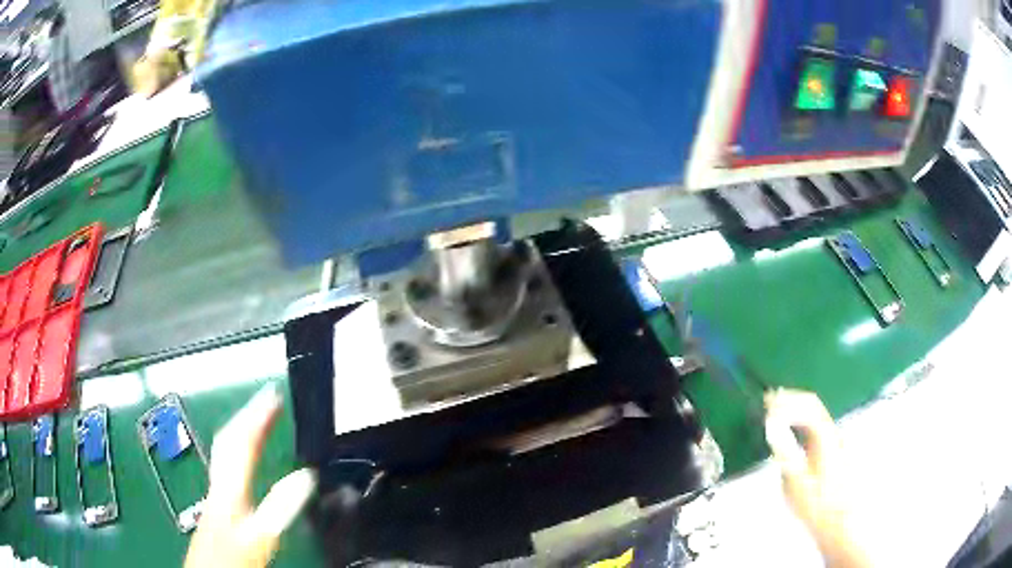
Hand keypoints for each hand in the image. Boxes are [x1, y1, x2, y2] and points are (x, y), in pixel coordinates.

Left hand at [185, 384, 316, 567]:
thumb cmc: (232, 556)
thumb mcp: (260, 536)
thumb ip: (280, 508)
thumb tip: (306, 476)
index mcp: (229, 487)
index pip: (242, 442)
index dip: (257, 416)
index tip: (275, 395)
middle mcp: (219, 483)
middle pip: (229, 440)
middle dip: (248, 414)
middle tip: (269, 398)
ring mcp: (215, 492)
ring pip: (225, 450)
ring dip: (241, 427)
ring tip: (259, 416)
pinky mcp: (217, 504)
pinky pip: (226, 463)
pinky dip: (237, 448)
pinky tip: (244, 456)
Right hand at [764, 389, 868, 567]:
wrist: (838, 521)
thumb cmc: (816, 504)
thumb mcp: (796, 481)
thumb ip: (784, 450)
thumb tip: (772, 425)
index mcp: (826, 437)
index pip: (807, 406)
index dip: (786, 401)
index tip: (766, 406)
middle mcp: (833, 433)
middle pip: (813, 405)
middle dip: (790, 400)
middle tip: (768, 403)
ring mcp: (835, 441)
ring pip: (815, 415)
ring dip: (795, 409)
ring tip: (775, 411)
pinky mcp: (832, 451)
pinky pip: (815, 426)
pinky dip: (800, 421)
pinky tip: (791, 428)